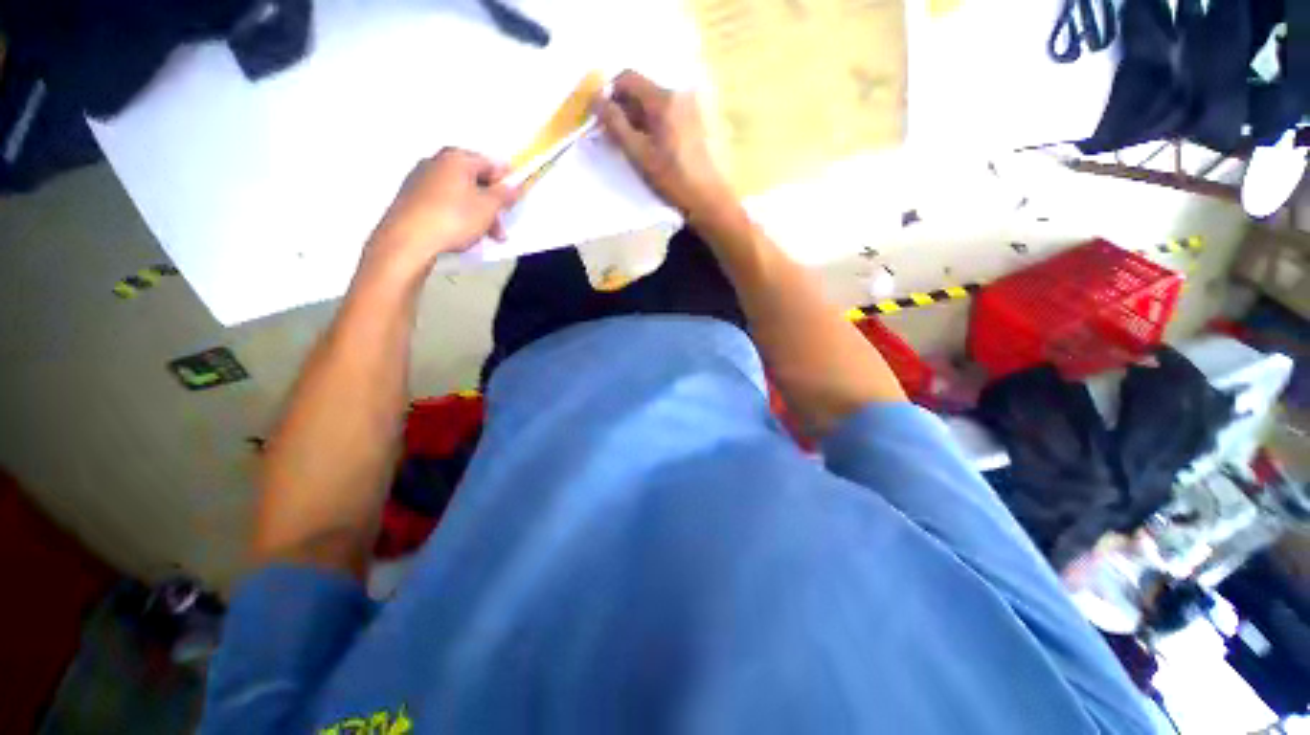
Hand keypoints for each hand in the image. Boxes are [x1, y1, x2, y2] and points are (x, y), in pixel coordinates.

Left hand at [366, 148, 518, 276]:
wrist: (409, 240)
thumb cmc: (454, 218)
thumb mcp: (488, 208)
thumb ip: (504, 194)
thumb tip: (515, 183)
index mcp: (456, 158)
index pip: (490, 163)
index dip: (506, 181)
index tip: (514, 201)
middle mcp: (436, 162)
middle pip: (474, 180)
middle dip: (491, 204)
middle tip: (500, 228)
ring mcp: (420, 179)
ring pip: (459, 193)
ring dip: (477, 213)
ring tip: (485, 237)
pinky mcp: (411, 198)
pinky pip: (444, 202)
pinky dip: (458, 215)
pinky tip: (464, 234)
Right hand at [595, 71, 733, 217]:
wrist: (709, 198)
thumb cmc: (673, 179)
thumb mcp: (639, 155)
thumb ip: (615, 125)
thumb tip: (595, 100)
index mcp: (665, 99)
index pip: (628, 78)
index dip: (610, 93)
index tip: (603, 116)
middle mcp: (681, 92)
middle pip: (644, 89)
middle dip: (626, 107)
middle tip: (616, 135)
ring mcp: (694, 104)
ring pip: (657, 101)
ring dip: (641, 117)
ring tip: (636, 144)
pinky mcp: (701, 118)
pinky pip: (671, 111)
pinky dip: (657, 122)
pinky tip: (656, 146)